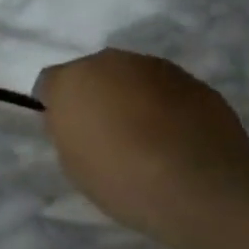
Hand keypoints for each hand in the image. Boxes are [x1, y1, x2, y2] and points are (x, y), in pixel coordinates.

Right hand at [38, 49, 248, 248]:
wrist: (199, 186)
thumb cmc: (120, 178)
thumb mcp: (72, 162)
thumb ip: (68, 130)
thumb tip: (78, 120)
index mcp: (72, 80)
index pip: (50, 83)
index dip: (56, 107)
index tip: (67, 132)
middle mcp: (111, 62)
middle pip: (94, 74)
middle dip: (96, 96)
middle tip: (105, 133)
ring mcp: (157, 67)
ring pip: (133, 78)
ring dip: (133, 98)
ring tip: (145, 138)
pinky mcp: (195, 82)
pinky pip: (167, 91)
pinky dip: (166, 108)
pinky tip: (175, 140)